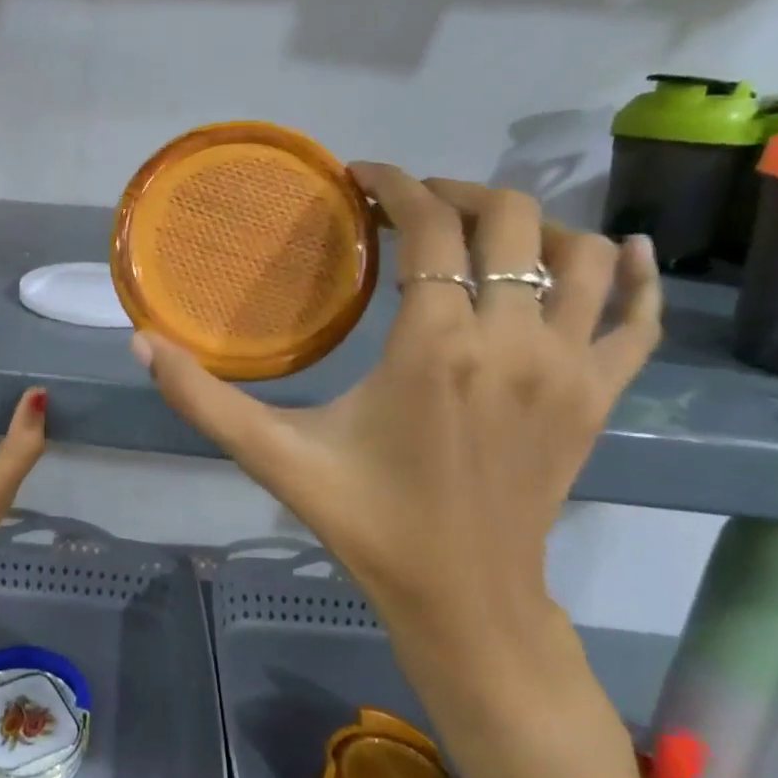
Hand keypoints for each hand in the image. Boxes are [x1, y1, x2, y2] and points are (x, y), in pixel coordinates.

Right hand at [133, 165, 661, 669]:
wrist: (464, 600)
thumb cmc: (367, 521)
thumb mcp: (275, 457)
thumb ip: (202, 398)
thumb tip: (140, 341)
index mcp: (436, 346)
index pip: (431, 228)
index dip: (396, 185)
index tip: (363, 177)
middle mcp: (514, 340)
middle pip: (510, 219)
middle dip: (456, 194)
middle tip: (411, 205)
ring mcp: (570, 368)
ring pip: (580, 253)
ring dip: (532, 225)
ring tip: (481, 232)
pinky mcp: (600, 397)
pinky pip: (637, 318)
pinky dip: (633, 276)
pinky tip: (621, 249)